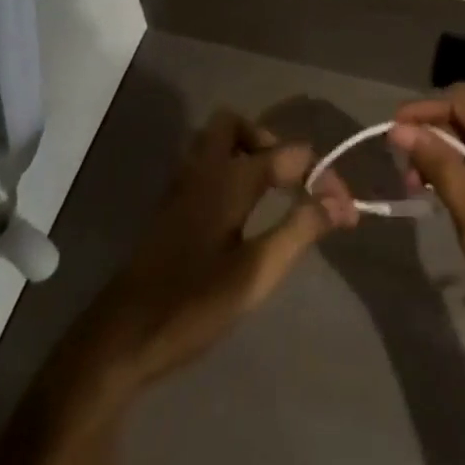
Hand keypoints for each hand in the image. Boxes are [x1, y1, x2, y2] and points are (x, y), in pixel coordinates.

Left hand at [51, 109, 358, 408]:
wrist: (119, 340)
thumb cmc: (191, 304)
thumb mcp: (255, 274)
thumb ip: (299, 231)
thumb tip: (338, 201)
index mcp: (228, 178)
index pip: (288, 154)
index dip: (322, 176)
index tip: (345, 210)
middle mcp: (203, 170)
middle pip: (235, 125)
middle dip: (269, 141)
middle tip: (291, 181)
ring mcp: (181, 187)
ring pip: (215, 144)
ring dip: (246, 154)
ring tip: (271, 192)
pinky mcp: (170, 209)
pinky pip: (204, 166)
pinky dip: (228, 171)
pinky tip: (241, 212)